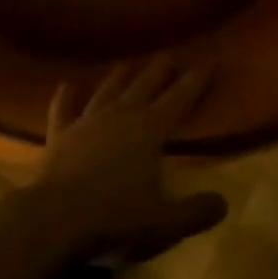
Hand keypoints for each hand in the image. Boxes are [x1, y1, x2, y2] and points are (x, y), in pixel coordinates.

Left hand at [26, 57, 227, 262]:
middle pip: (145, 84)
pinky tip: (66, 86)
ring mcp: (87, 122)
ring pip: (108, 90)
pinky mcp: (59, 136)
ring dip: (121, 76)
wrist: (54, 221)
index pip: (180, 98)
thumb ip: (196, 212)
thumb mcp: (165, 224)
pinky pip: (63, 110)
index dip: (196, 80)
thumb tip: (223, 203)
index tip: (209, 60)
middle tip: (171, 54)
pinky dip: (65, 97)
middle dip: (160, 69)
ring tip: (130, 63)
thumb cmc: (115, 220)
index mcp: (149, 130)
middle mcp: (120, 115)